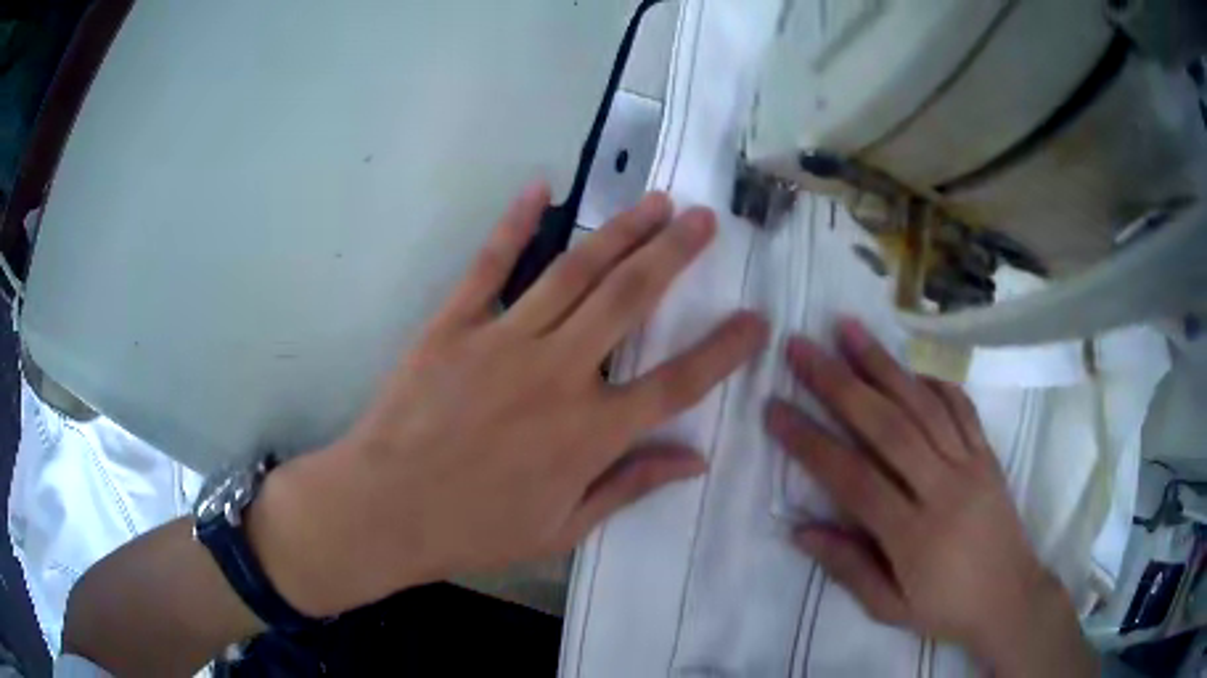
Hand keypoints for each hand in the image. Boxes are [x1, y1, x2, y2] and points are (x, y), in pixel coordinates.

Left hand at [251, 184, 767, 616]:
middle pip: (631, 301)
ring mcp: (503, 342)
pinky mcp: (454, 324)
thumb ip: (630, 487)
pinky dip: (515, 223)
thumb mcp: (561, 529)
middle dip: (675, 254)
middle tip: (705, 219)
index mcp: (590, 434)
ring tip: (655, 201)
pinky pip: (490, 265)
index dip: (725, 350)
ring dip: (621, 232)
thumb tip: (695, 460)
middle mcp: (558, 375)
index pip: (678, 384)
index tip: (756, 320)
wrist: (383, 510)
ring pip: (575, 272)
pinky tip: (539, 187)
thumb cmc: (473, 531)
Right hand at [766, 320, 1096, 676]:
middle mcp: (943, 490)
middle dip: (840, 383)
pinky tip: (908, 363)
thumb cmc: (945, 609)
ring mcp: (971, 465)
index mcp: (914, 536)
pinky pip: (961, 407)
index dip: (811, 443)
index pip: (854, 479)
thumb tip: (800, 530)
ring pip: (924, 405)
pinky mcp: (988, 454)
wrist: (1010, 597)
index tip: (775, 409)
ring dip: (884, 363)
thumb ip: (848, 568)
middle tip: (802, 348)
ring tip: (848, 329)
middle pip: (888, 427)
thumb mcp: (890, 608)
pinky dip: (932, 379)